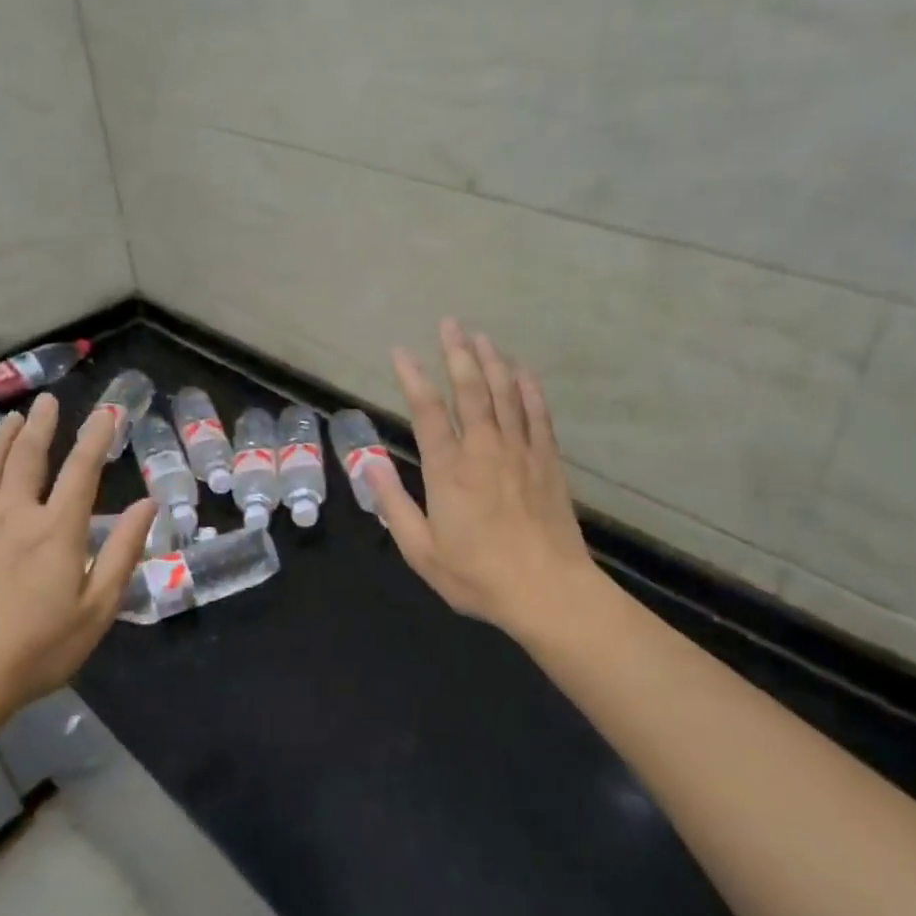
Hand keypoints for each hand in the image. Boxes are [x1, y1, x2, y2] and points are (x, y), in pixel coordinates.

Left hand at [0, 393, 154, 733]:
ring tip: (10, 420)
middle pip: (28, 456)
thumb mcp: (97, 608)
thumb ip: (123, 551)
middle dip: (42, 425)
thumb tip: (147, 504)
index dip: (97, 436)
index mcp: (57, 529)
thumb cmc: (38, 649)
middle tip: (47, 402)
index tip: (107, 412)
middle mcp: (14, 513)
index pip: (82, 469)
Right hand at [366, 319, 600, 638]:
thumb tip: (367, 463)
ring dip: (493, 362)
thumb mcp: (421, 550)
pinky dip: (529, 390)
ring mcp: (520, 452)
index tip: (401, 352)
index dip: (413, 378)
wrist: (548, 591)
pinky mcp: (547, 462)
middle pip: (470, 390)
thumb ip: (393, 504)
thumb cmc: (478, 576)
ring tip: (482, 337)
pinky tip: (523, 372)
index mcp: (449, 471)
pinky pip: (538, 415)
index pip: (427, 412)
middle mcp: (484, 450)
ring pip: (506, 395)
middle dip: (458, 354)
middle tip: (450, 324)